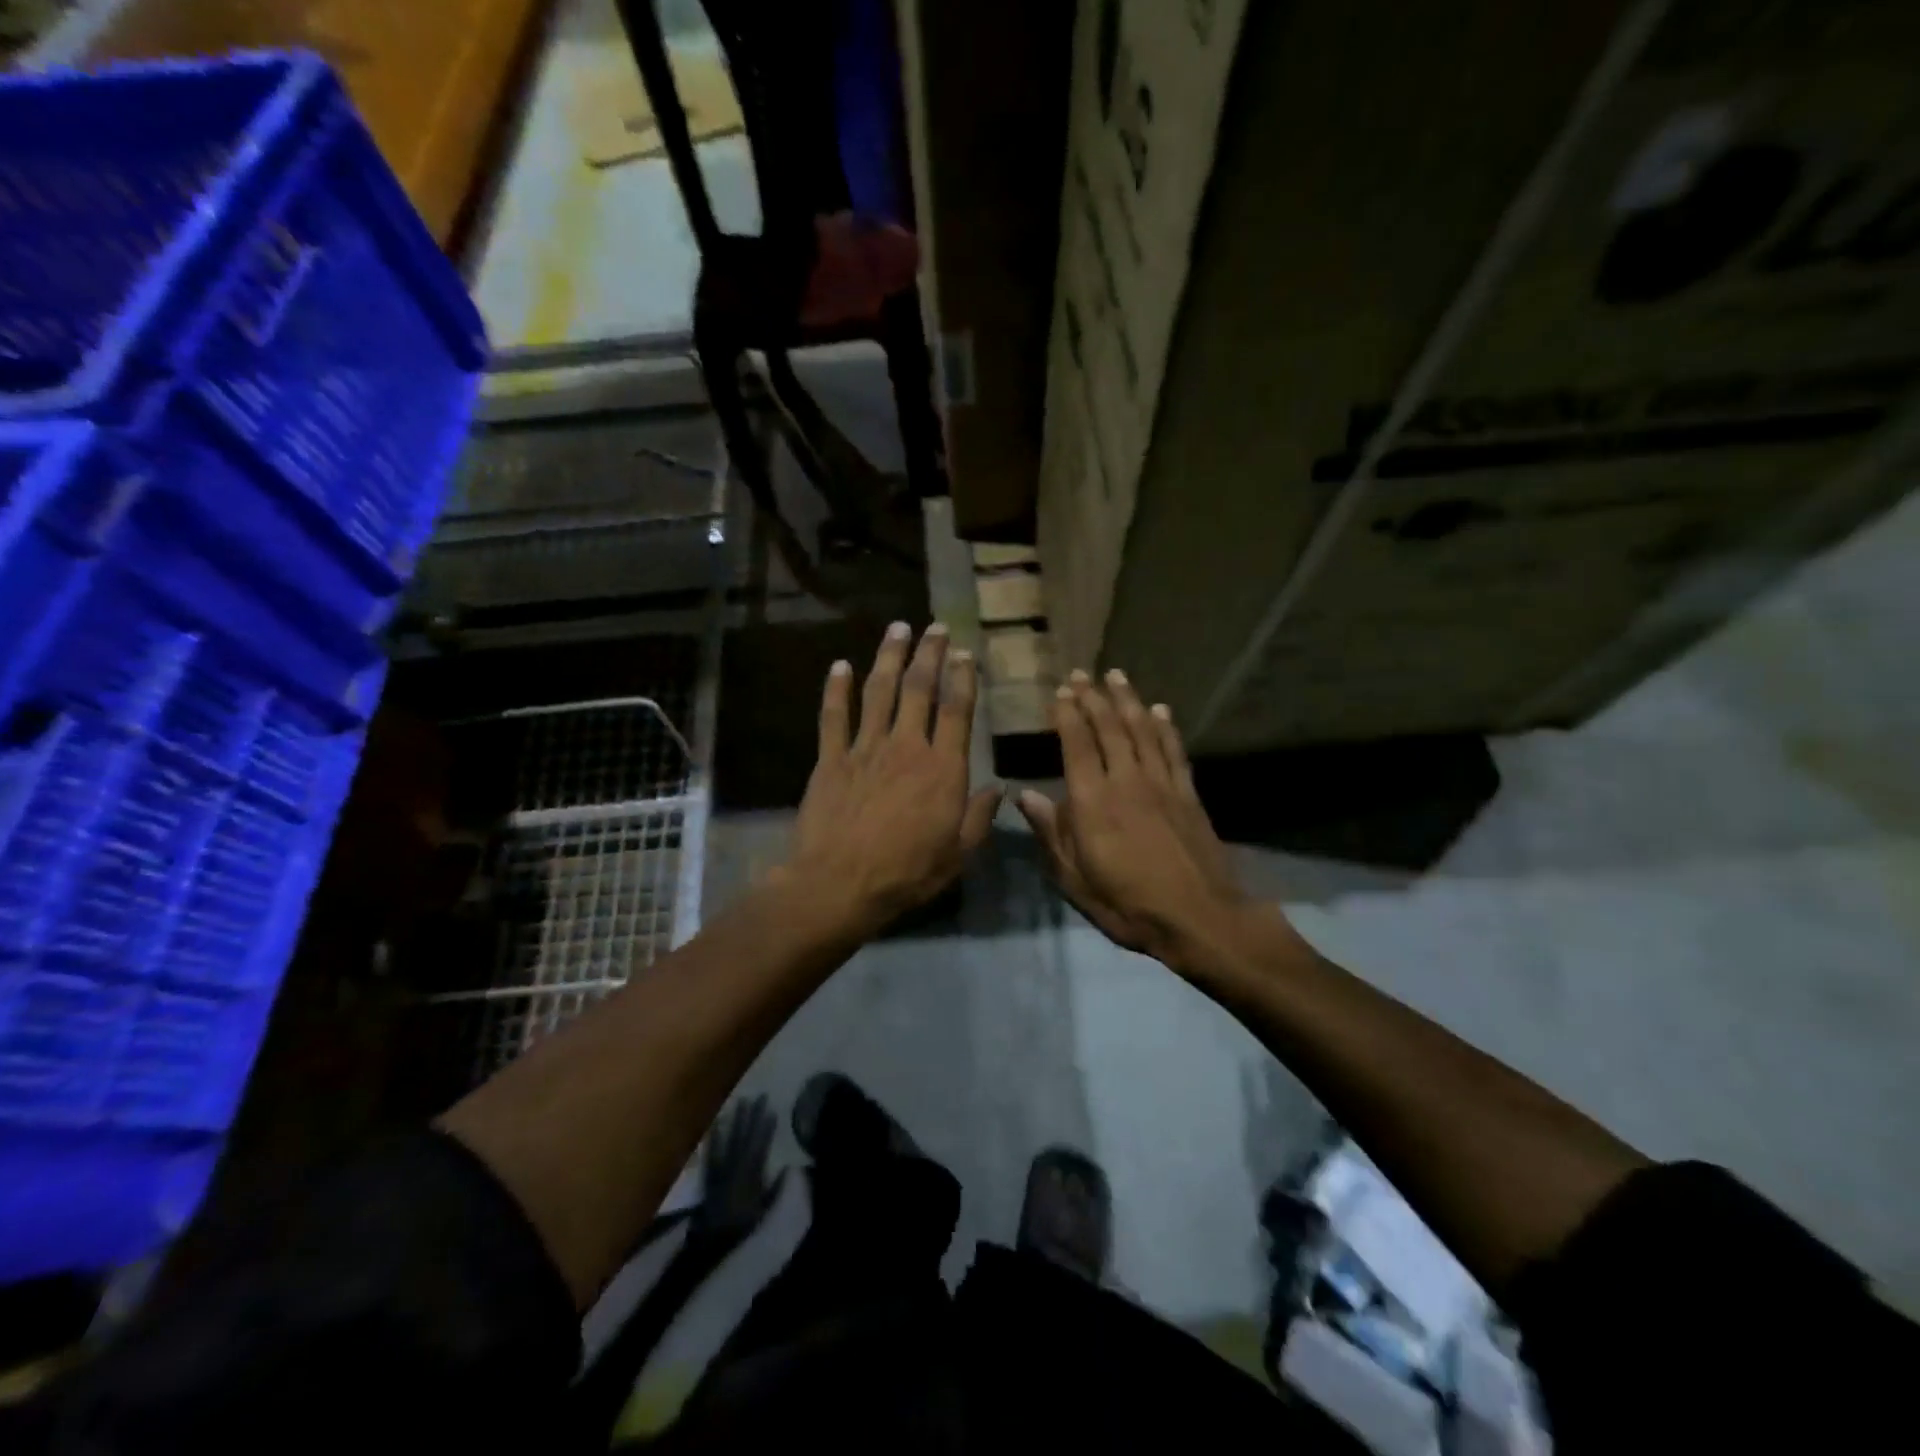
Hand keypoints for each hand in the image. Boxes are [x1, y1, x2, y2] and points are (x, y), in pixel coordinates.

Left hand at [687, 1095, 782, 1252]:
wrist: (711, 1252)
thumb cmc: (743, 1232)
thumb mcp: (766, 1214)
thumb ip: (777, 1190)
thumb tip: (790, 1167)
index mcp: (750, 1177)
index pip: (760, 1147)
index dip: (766, 1128)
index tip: (772, 1109)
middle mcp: (734, 1170)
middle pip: (744, 1139)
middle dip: (752, 1117)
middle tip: (759, 1097)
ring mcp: (720, 1173)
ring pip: (729, 1142)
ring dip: (735, 1122)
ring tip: (741, 1102)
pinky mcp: (708, 1179)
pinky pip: (711, 1155)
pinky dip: (714, 1139)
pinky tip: (717, 1125)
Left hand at [785, 622, 1000, 933]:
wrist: (840, 884)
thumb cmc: (907, 873)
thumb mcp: (958, 854)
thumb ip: (980, 816)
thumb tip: (999, 786)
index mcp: (942, 768)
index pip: (957, 710)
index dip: (963, 677)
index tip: (965, 653)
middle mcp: (906, 747)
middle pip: (919, 689)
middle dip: (929, 653)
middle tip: (935, 627)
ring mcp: (865, 749)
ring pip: (879, 691)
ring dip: (889, 657)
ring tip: (897, 628)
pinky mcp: (830, 759)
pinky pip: (833, 716)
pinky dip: (837, 688)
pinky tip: (840, 665)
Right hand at [1017, 669, 1260, 968]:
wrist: (1198, 917)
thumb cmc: (1127, 904)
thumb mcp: (1075, 879)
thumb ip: (1050, 833)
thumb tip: (1025, 795)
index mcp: (1092, 802)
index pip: (1077, 745)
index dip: (1068, 714)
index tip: (1060, 692)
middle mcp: (1126, 781)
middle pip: (1109, 728)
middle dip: (1093, 697)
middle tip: (1081, 674)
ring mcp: (1161, 784)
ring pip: (1142, 730)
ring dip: (1127, 700)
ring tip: (1116, 675)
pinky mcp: (1188, 794)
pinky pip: (1174, 750)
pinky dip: (1166, 726)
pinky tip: (1160, 709)